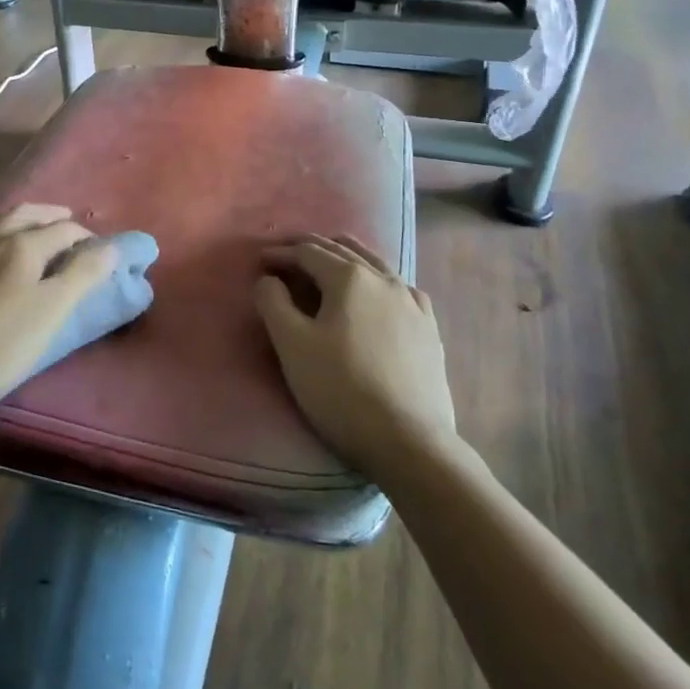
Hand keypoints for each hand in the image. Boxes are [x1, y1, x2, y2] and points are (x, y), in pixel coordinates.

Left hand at [0, 205, 116, 421]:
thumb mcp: (49, 313)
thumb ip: (82, 276)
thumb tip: (111, 246)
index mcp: (22, 244)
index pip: (64, 230)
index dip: (86, 238)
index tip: (100, 253)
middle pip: (27, 214)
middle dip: (52, 218)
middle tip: (69, 226)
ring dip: (16, 217)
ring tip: (27, 227)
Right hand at [254, 234, 453, 474]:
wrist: (408, 440)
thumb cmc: (341, 389)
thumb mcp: (292, 345)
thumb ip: (273, 303)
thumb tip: (269, 280)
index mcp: (349, 278)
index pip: (308, 252)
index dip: (281, 253)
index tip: (260, 261)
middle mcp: (384, 279)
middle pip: (342, 251)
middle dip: (310, 248)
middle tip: (286, 253)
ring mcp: (412, 302)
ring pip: (374, 264)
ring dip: (345, 257)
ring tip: (328, 260)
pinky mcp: (428, 328)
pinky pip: (399, 288)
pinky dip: (377, 279)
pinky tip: (378, 292)